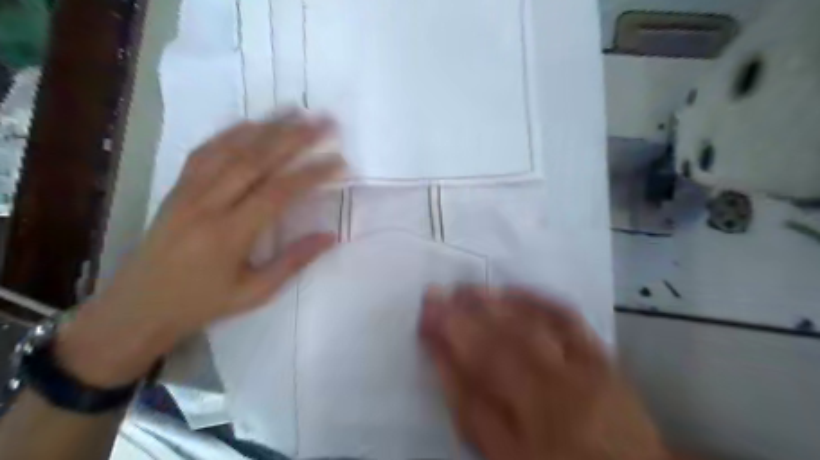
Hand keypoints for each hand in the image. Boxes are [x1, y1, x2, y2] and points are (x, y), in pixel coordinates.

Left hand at [55, 113, 343, 385]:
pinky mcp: (177, 188)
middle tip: (324, 122)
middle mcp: (208, 205)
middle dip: (294, 137)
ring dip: (266, 126)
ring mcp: (188, 192)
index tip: (338, 162)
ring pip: (231, 149)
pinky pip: (204, 152)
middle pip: (256, 160)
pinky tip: (250, 123)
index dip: (311, 174)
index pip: (278, 193)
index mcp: (230, 235)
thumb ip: (294, 261)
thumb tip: (331, 236)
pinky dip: (230, 133)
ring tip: (295, 111)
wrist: (137, 308)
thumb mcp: (254, 292)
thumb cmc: (202, 304)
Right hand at [419, 285, 667, 459]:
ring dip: (495, 303)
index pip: (478, 375)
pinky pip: (566, 317)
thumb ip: (470, 408)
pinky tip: (510, 290)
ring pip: (533, 327)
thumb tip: (442, 360)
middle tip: (435, 294)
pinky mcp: (600, 354)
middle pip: (503, 345)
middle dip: (463, 317)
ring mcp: (585, 368)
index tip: (424, 318)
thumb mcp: (503, 452)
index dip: (448, 344)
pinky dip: (535, 298)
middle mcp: (560, 392)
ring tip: (464, 289)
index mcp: (533, 426)